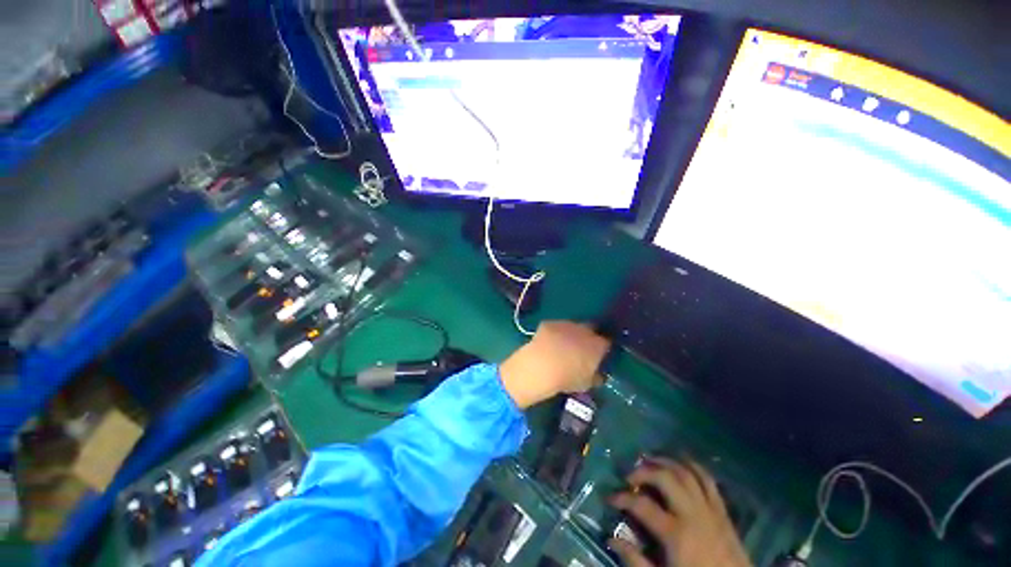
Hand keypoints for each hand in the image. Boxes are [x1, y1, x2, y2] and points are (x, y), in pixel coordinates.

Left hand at [498, 321, 609, 407]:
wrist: (542, 365)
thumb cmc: (568, 378)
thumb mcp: (586, 384)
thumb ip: (595, 377)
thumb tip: (599, 376)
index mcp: (597, 345)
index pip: (607, 343)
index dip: (603, 348)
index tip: (600, 355)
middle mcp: (584, 330)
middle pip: (591, 329)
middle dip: (588, 336)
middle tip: (582, 348)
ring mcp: (566, 324)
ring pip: (572, 326)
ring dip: (571, 334)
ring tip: (563, 346)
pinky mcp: (550, 323)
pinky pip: (555, 327)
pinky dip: (554, 333)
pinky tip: (548, 343)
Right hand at [609, 457, 751, 566]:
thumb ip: (635, 560)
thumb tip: (611, 539)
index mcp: (676, 534)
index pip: (642, 505)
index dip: (622, 498)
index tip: (610, 497)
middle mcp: (693, 514)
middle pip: (665, 478)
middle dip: (643, 472)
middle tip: (630, 477)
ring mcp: (710, 510)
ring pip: (686, 473)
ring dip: (665, 462)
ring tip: (650, 461)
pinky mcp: (723, 511)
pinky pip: (708, 480)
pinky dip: (692, 466)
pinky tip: (680, 463)